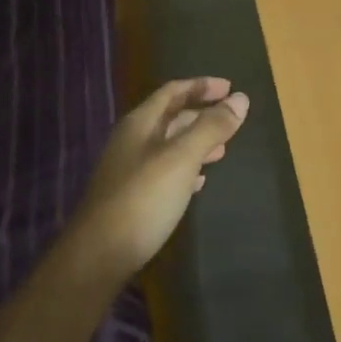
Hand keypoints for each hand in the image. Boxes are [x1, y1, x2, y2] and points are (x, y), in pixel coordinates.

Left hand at [69, 77, 249, 279]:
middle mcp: (132, 141)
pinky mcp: (133, 196)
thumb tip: (240, 99)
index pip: (172, 92)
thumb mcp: (181, 158)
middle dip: (201, 114)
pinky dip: (186, 168)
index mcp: (140, 124)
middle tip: (231, 119)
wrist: (99, 255)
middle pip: (170, 117)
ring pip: (169, 145)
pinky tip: (200, 181)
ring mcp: (130, 170)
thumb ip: (210, 128)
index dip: (201, 86)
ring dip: (196, 142)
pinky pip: (165, 171)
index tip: (230, 87)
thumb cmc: (143, 198)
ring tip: (223, 149)